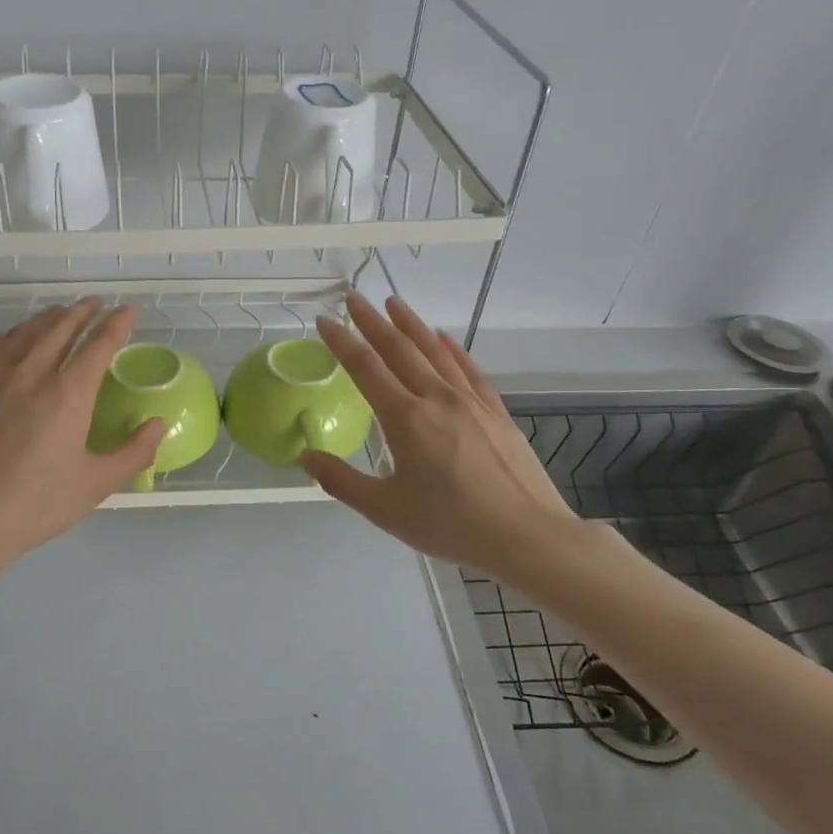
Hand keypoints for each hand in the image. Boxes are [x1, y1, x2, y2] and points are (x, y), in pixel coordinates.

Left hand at [0, 300, 163, 571]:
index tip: (127, 310)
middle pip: (59, 329)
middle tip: (94, 304)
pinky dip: (5, 337)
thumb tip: (157, 423)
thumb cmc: (36, 506)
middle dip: (81, 313)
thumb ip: (134, 452)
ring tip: (58, 314)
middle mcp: (31, 374)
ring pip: (23, 334)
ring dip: (46, 319)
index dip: (116, 325)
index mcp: (68, 395)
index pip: (98, 346)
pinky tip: (8, 340)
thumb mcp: (96, 485)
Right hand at [302, 294, 583, 580]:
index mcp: (406, 419)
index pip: (365, 368)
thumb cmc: (450, 524)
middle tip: (354, 298)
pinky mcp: (496, 412)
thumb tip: (306, 456)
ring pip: (435, 352)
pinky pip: (469, 369)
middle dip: (373, 321)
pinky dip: (452, 349)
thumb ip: (341, 481)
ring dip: (411, 325)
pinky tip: (444, 338)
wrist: (526, 535)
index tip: (324, 321)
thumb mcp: (385, 510)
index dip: (341, 342)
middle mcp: (437, 398)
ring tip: (394, 303)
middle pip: (399, 349)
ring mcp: (471, 402)